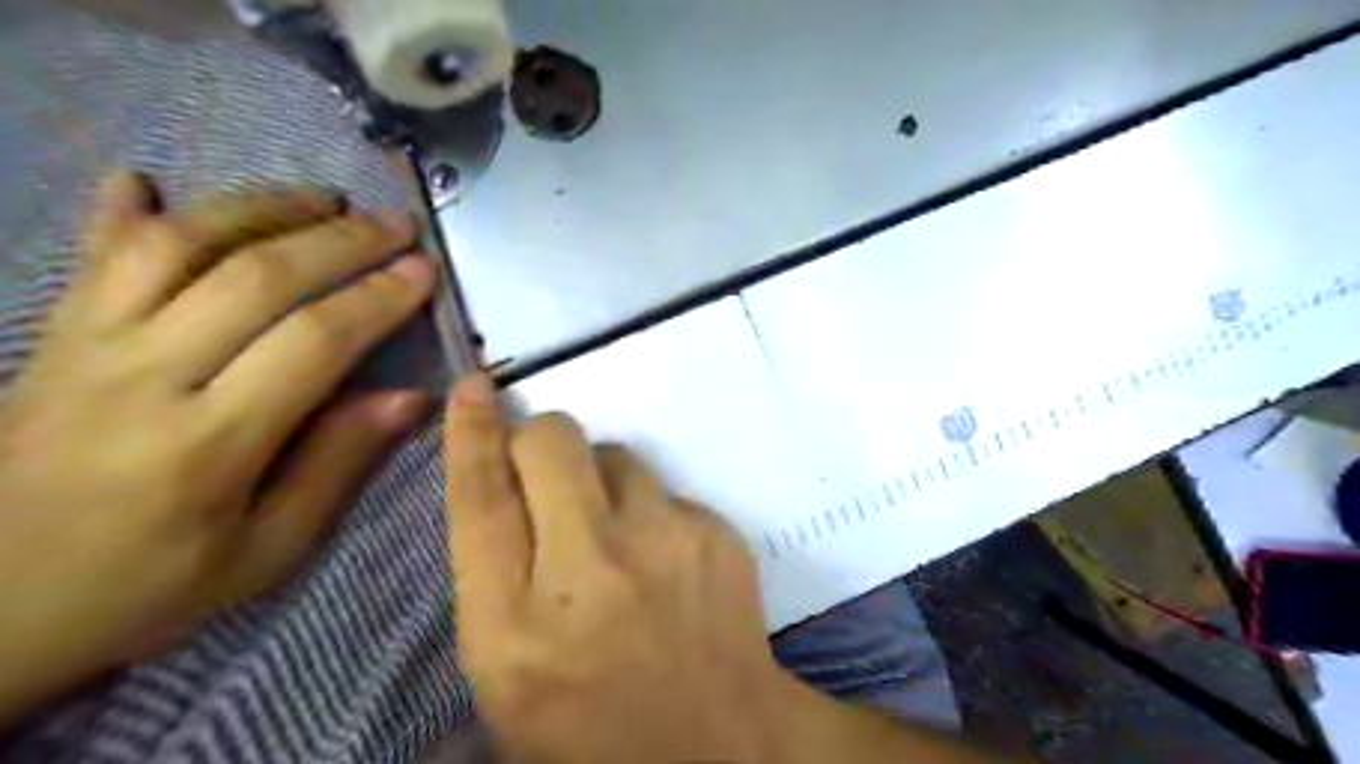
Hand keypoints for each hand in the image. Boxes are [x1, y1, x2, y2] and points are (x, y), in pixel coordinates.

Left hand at [1, 170, 432, 721]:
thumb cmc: (146, 587)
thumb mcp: (266, 550)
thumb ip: (337, 464)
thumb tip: (410, 398)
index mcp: (208, 444)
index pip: (314, 341)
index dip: (378, 298)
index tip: (424, 272)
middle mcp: (145, 377)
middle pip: (256, 278)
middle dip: (341, 242)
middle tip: (396, 224)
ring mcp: (87, 347)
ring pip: (179, 246)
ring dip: (260, 208)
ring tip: (322, 199)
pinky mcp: (51, 338)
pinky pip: (92, 257)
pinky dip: (125, 212)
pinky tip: (151, 181)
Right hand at [447, 377, 793, 763]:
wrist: (721, 746)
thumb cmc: (594, 726)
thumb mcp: (508, 672)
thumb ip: (493, 579)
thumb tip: (500, 486)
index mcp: (513, 626)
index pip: (479, 499)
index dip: (471, 433)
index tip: (474, 389)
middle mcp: (587, 570)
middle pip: (551, 443)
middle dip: (540, 440)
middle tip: (546, 471)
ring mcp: (661, 544)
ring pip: (615, 454)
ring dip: (602, 479)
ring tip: (617, 535)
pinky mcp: (715, 532)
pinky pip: (664, 489)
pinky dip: (652, 511)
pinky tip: (665, 560)